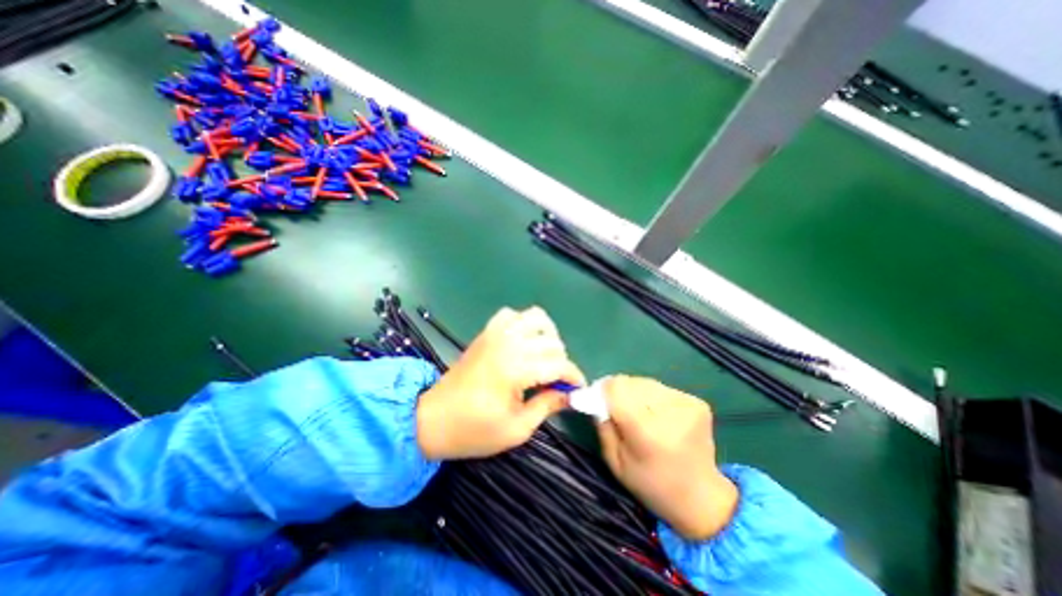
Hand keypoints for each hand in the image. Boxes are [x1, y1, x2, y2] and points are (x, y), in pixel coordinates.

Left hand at [415, 306, 583, 460]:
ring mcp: (496, 333)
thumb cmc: (473, 430)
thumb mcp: (516, 429)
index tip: (579, 389)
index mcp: (515, 369)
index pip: (558, 364)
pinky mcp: (486, 332)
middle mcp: (508, 343)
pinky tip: (523, 341)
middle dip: (562, 361)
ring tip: (545, 356)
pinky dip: (523, 323)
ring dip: (547, 335)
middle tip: (557, 381)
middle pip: (551, 342)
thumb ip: (547, 406)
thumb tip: (570, 394)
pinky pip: (511, 315)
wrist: (432, 418)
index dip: (574, 376)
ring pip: (535, 317)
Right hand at [597, 377, 741, 539]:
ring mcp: (687, 406)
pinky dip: (652, 397)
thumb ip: (603, 425)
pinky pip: (661, 388)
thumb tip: (595, 395)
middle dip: (618, 392)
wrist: (701, 498)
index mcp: (648, 433)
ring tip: (639, 413)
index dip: (603, 390)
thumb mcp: (615, 461)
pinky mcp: (697, 402)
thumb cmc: (651, 484)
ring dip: (635, 393)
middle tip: (617, 409)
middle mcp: (670, 413)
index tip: (598, 399)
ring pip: (645, 382)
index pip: (617, 389)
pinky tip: (656, 415)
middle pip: (631, 382)